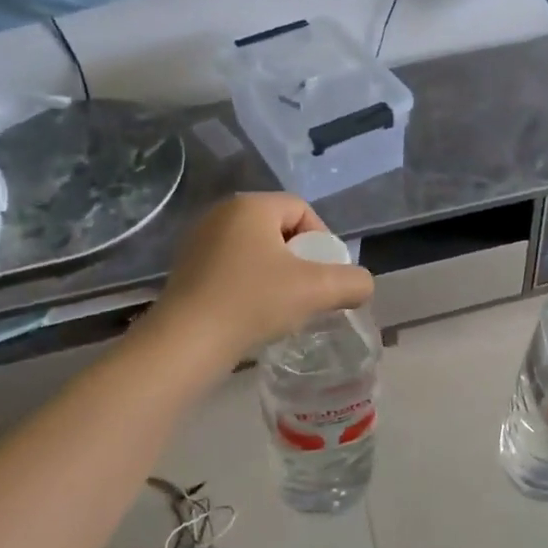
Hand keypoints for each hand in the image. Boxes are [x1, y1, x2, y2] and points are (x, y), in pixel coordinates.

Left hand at [148, 193, 373, 365]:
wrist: (186, 342)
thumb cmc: (253, 302)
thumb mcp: (316, 290)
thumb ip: (352, 282)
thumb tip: (362, 285)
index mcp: (251, 206)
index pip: (302, 210)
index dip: (322, 241)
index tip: (325, 276)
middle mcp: (221, 213)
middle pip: (278, 229)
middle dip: (299, 259)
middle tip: (308, 293)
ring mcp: (198, 240)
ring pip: (254, 250)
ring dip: (274, 274)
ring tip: (281, 307)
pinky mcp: (185, 268)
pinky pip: (230, 267)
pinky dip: (248, 284)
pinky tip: (251, 313)